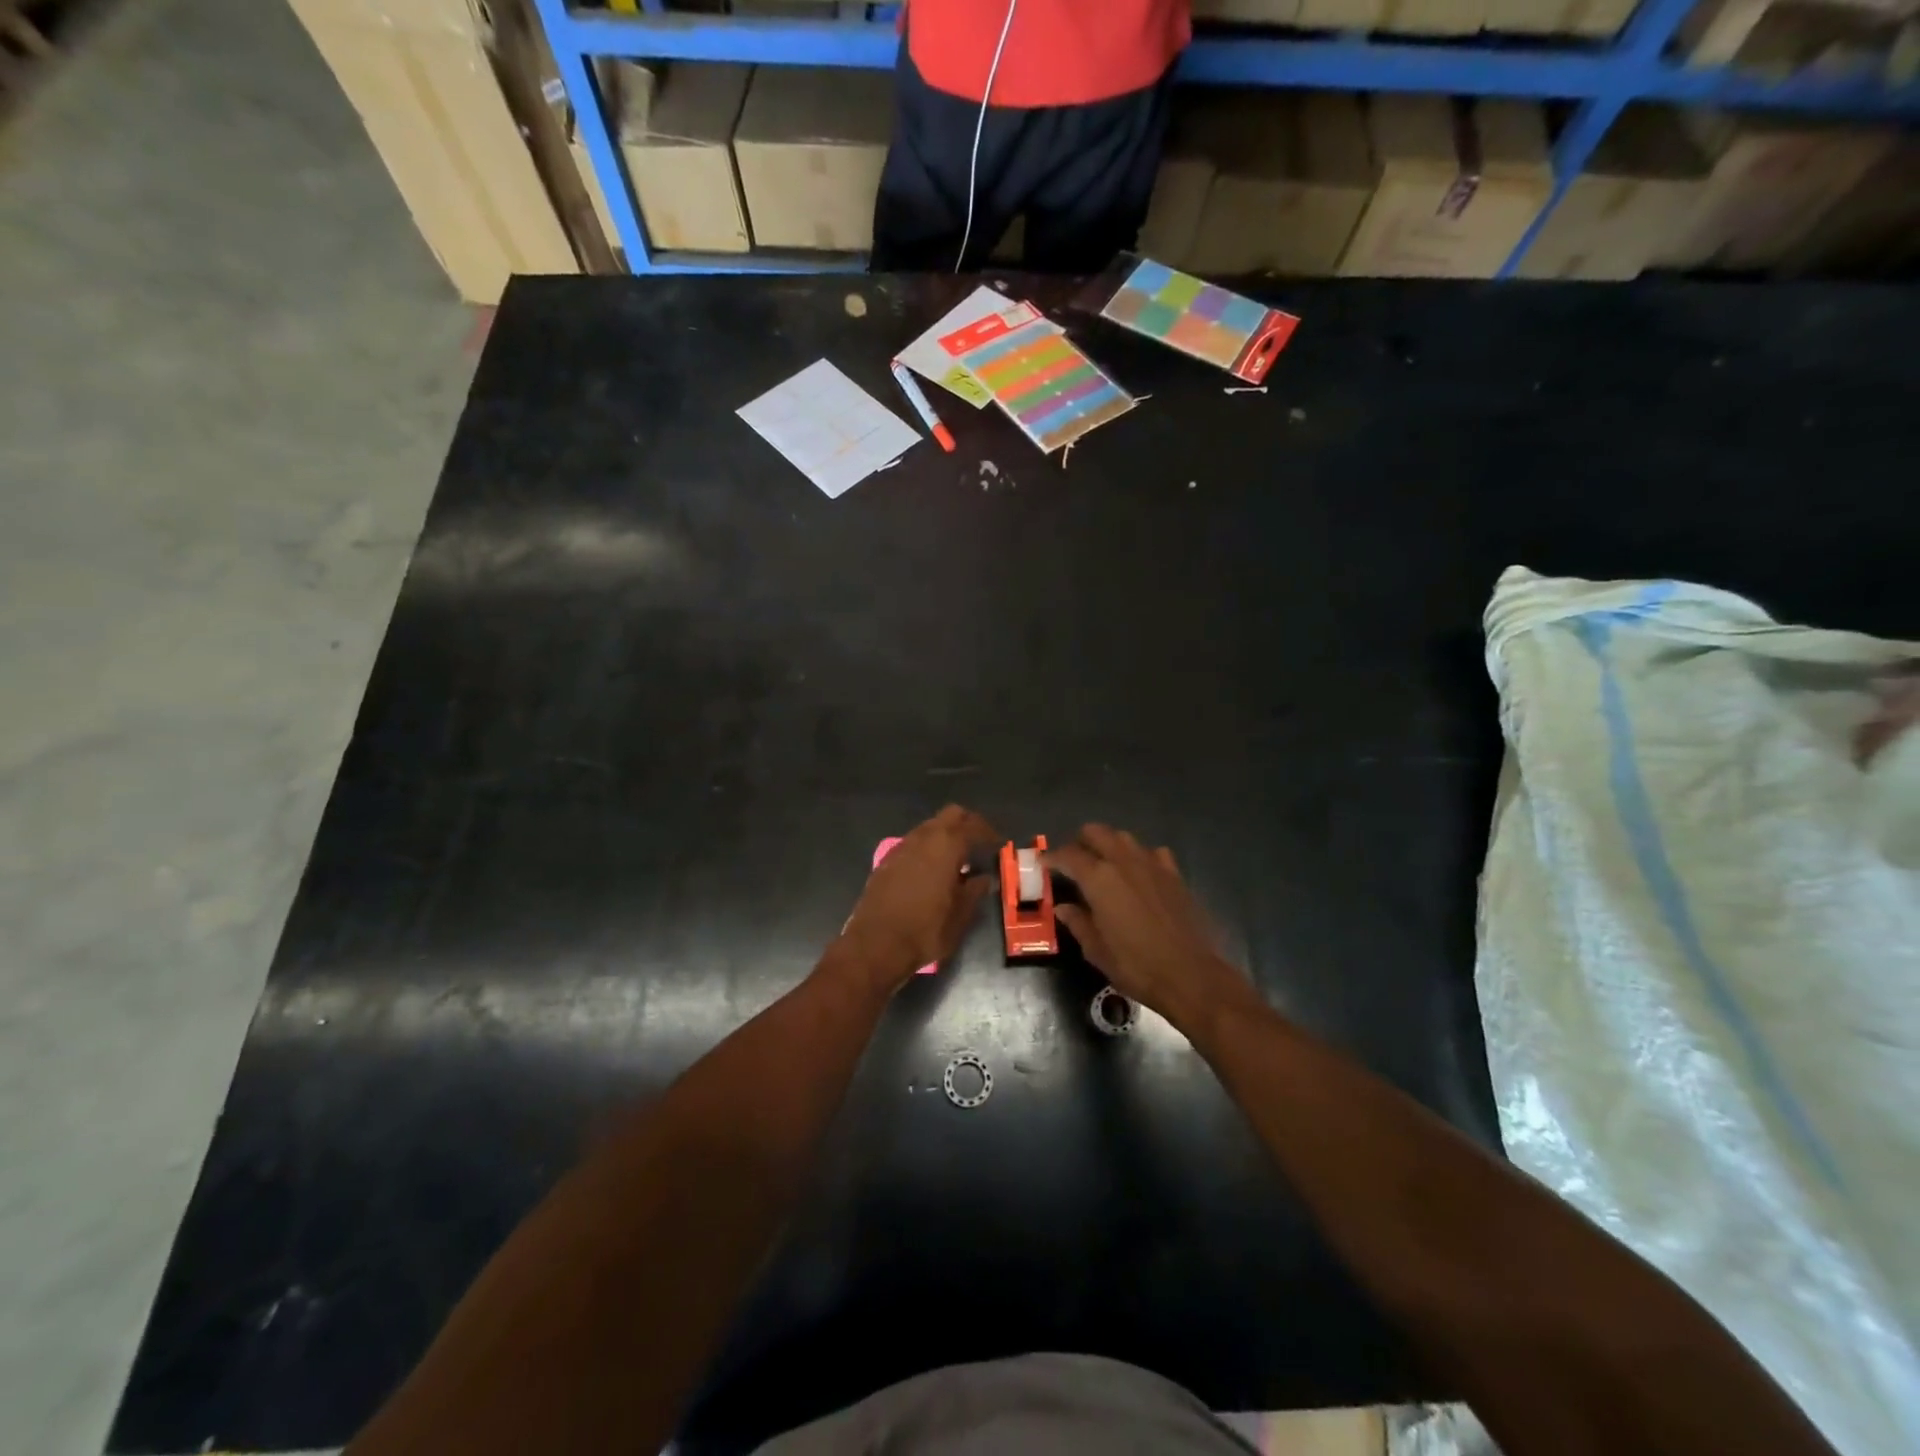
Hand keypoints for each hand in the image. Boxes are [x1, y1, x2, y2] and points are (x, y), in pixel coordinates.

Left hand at [837, 805, 997, 990]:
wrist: (875, 945)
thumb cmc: (925, 930)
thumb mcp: (960, 915)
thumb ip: (975, 891)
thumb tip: (985, 879)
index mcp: (946, 846)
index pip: (973, 826)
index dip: (989, 833)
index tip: (999, 844)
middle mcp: (923, 838)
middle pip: (950, 815)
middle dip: (968, 824)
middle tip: (980, 843)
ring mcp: (901, 847)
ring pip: (929, 826)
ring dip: (946, 835)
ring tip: (958, 858)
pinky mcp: (886, 861)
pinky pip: (913, 843)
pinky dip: (928, 847)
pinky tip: (933, 869)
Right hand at [1047, 825, 1258, 1034]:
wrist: (1191, 976)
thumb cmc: (1136, 966)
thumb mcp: (1096, 950)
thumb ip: (1078, 922)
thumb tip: (1063, 907)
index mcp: (1099, 879)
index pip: (1068, 855)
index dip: (1052, 857)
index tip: (1043, 863)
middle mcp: (1123, 861)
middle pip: (1096, 832)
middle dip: (1080, 842)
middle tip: (1072, 862)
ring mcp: (1152, 864)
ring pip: (1124, 837)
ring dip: (1109, 845)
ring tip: (1103, 865)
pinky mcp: (1174, 874)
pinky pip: (1153, 853)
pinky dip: (1140, 857)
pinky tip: (1140, 874)